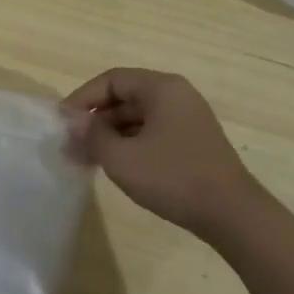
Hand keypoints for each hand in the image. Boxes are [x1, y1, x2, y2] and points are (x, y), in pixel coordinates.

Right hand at [62, 69, 262, 236]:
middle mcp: (176, 95)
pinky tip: (116, 166)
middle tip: (71, 146)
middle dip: (95, 120)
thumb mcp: (122, 159)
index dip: (82, 98)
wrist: (232, 213)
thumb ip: (92, 136)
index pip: (112, 80)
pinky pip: (152, 131)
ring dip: (110, 135)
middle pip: (125, 97)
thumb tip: (74, 122)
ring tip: (87, 160)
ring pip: (138, 117)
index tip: (62, 123)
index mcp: (161, 88)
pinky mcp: (192, 141)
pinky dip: (130, 144)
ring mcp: (187, 118)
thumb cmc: (173, 178)